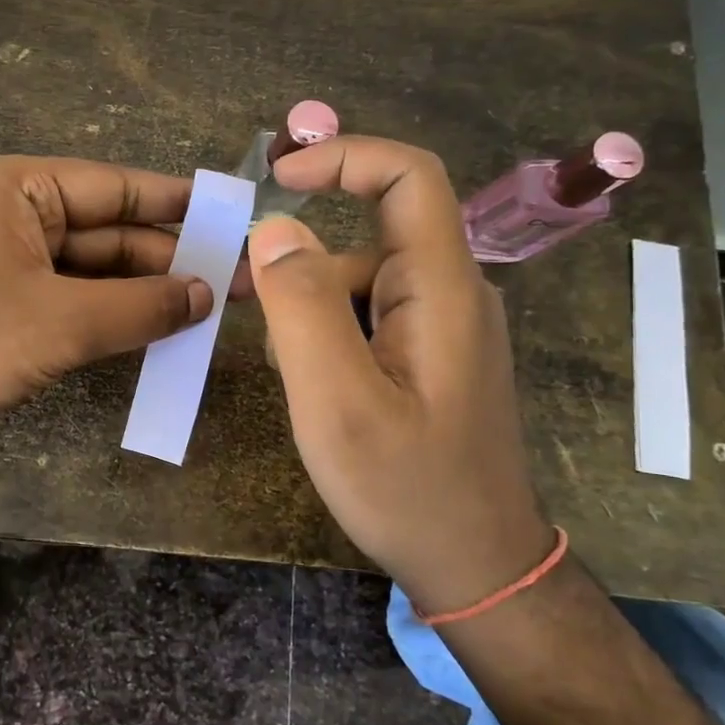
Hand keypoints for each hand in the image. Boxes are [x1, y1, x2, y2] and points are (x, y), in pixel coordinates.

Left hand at [0, 154, 239, 451]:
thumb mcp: (62, 323)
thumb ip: (142, 306)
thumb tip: (207, 295)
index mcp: (18, 188)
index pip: (117, 187)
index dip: (180, 205)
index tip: (235, 219)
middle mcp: (10, 213)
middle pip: (107, 230)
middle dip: (167, 259)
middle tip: (235, 284)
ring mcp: (2, 259)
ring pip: (89, 269)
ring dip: (141, 292)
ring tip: (208, 311)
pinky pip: (67, 298)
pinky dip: (107, 314)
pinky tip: (154, 330)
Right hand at [247, 136, 553, 614]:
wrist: (475, 566)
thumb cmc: (407, 488)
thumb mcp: (338, 401)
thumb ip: (303, 308)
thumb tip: (274, 229)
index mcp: (442, 289)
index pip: (408, 177)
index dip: (343, 158)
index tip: (278, 179)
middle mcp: (450, 293)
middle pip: (368, 236)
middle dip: (302, 264)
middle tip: (250, 309)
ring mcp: (442, 326)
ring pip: (359, 282)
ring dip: (310, 310)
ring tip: (293, 378)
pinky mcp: (430, 355)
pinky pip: (367, 317)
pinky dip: (327, 335)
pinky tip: (317, 390)